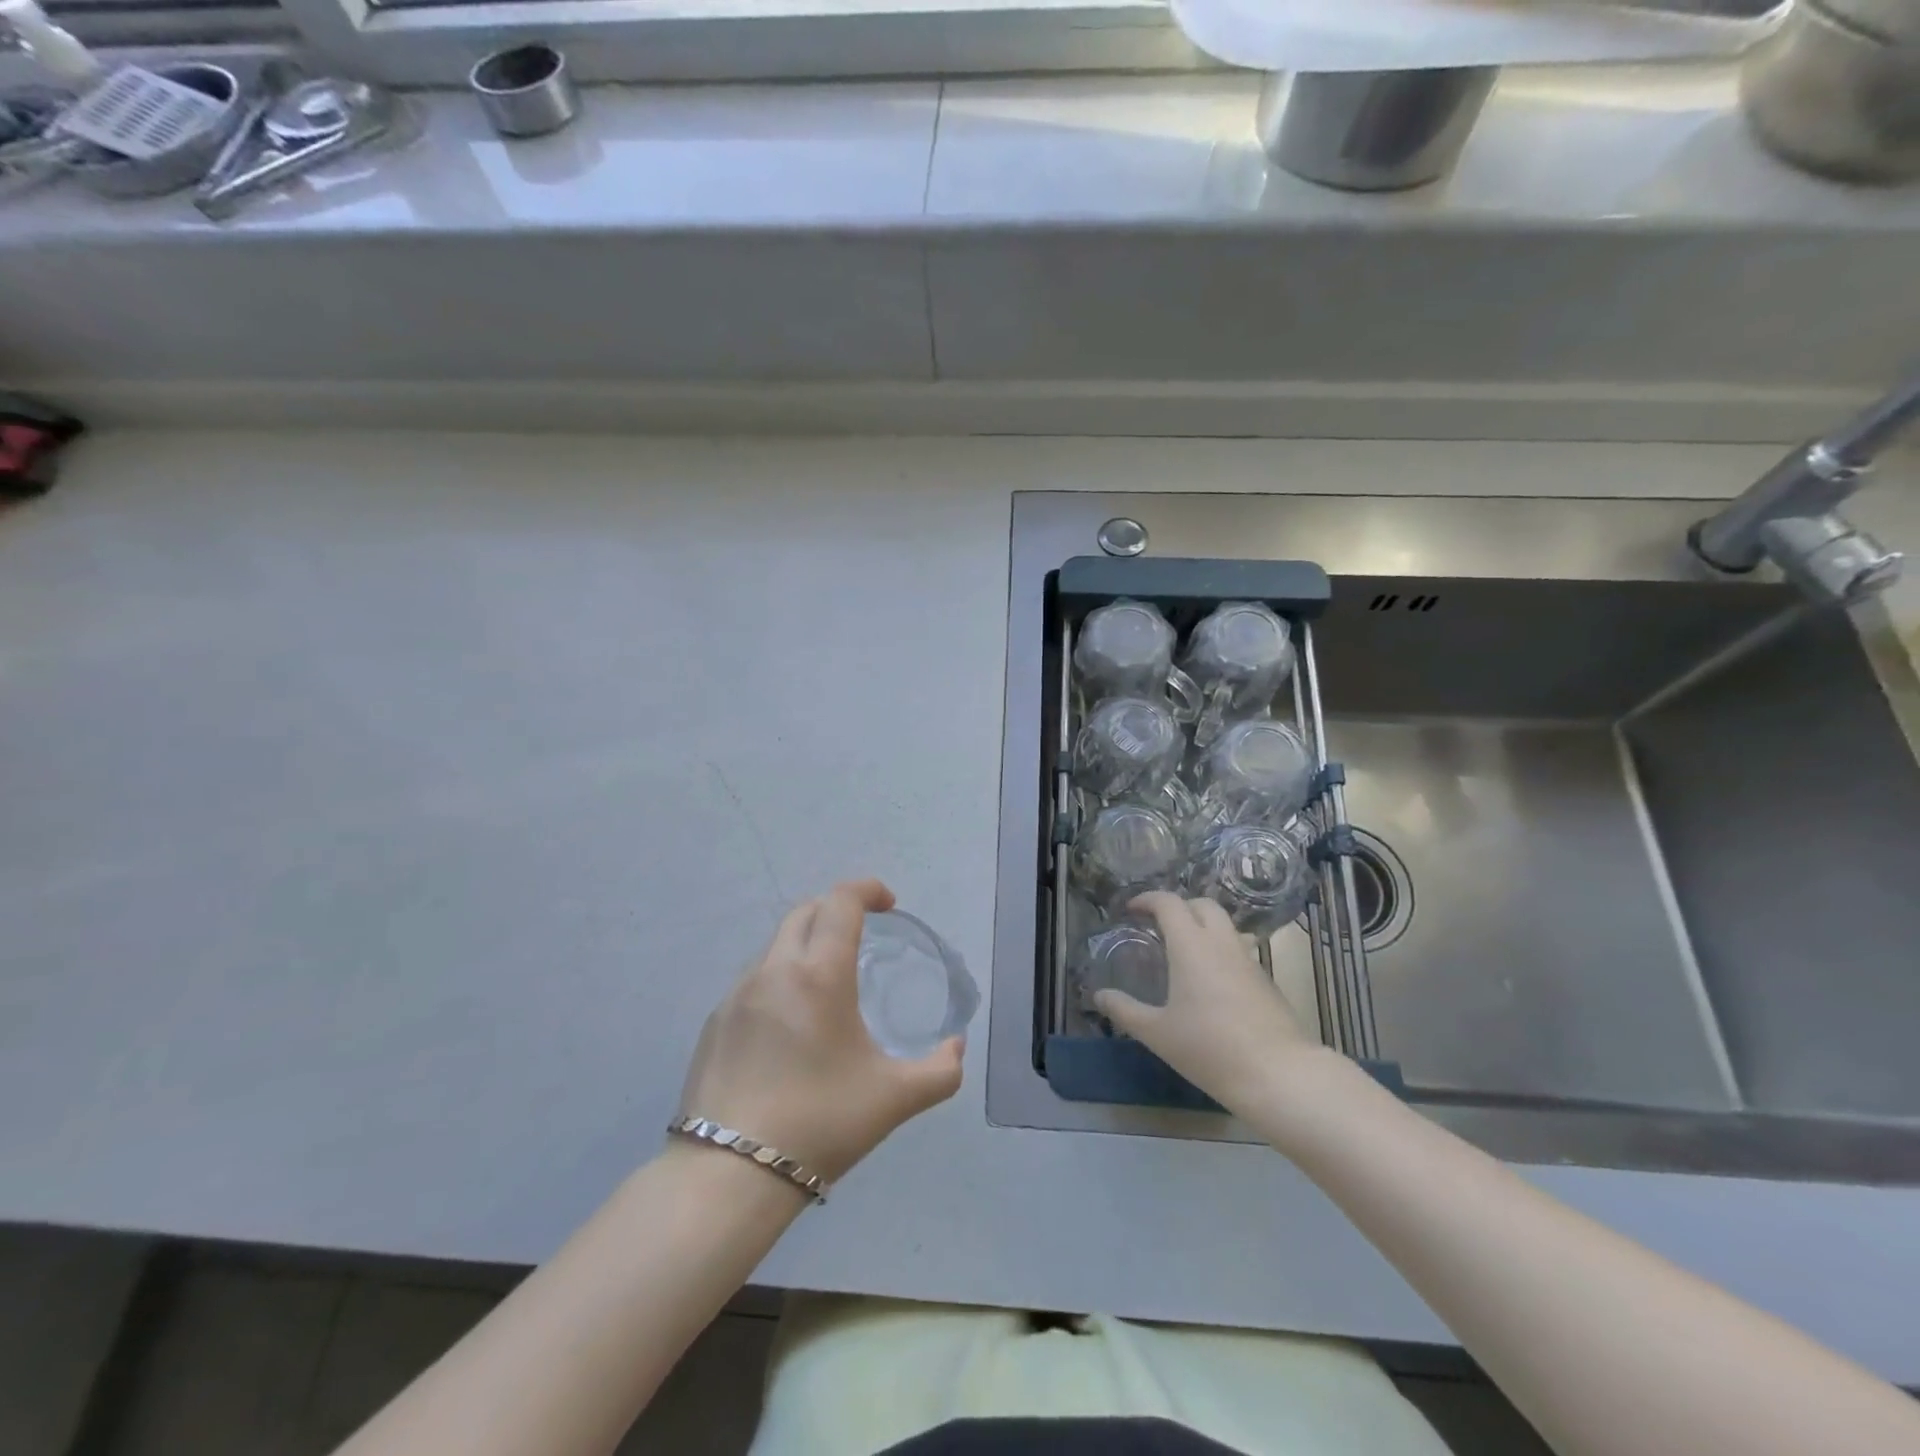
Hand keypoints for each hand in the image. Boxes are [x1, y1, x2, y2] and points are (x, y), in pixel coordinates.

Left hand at [677, 879, 963, 1181]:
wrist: (728, 1176)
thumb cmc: (820, 1123)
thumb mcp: (894, 1099)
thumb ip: (940, 1070)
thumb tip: (956, 1048)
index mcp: (819, 974)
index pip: (841, 902)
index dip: (868, 890)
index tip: (888, 905)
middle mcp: (774, 970)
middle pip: (805, 912)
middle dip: (837, 910)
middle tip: (862, 935)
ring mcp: (736, 994)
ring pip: (776, 946)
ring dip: (806, 946)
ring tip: (827, 986)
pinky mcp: (714, 1022)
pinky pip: (753, 981)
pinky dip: (779, 980)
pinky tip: (790, 1027)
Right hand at [1092, 891, 1325, 1116]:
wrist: (1278, 1074)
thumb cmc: (1209, 1048)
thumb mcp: (1157, 1033)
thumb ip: (1125, 1010)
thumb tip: (1099, 995)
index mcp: (1191, 945)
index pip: (1169, 903)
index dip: (1147, 900)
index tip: (1131, 910)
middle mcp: (1221, 943)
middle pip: (1202, 904)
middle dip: (1179, 907)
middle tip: (1159, 926)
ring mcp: (1248, 960)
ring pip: (1225, 925)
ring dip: (1202, 926)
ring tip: (1184, 951)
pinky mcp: (1266, 980)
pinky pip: (1238, 949)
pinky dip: (1220, 950)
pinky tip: (1210, 981)